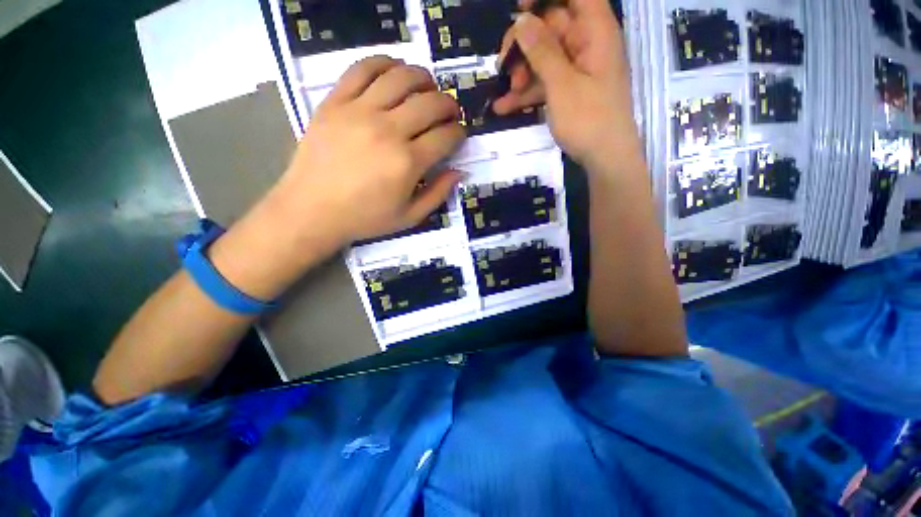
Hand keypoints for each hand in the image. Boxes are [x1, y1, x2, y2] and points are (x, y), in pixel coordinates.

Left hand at [267, 56, 465, 246]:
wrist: (312, 210)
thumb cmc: (365, 218)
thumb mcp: (410, 217)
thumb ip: (438, 194)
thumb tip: (459, 171)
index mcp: (408, 162)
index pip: (446, 136)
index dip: (459, 133)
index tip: (459, 135)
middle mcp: (388, 130)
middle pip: (430, 102)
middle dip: (449, 104)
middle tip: (450, 112)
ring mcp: (359, 111)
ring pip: (401, 77)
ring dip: (424, 78)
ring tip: (428, 88)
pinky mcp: (335, 101)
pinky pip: (363, 69)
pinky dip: (384, 63)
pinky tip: (394, 72)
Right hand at [493, 0, 640, 168]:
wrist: (604, 158)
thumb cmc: (589, 119)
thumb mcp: (562, 84)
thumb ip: (542, 51)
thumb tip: (522, 21)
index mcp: (594, 31)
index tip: (519, 9)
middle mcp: (586, 44)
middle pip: (550, 27)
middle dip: (523, 46)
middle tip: (503, 66)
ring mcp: (576, 70)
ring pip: (543, 58)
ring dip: (521, 75)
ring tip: (505, 96)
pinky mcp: (568, 91)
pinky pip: (544, 83)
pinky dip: (525, 94)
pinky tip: (503, 107)